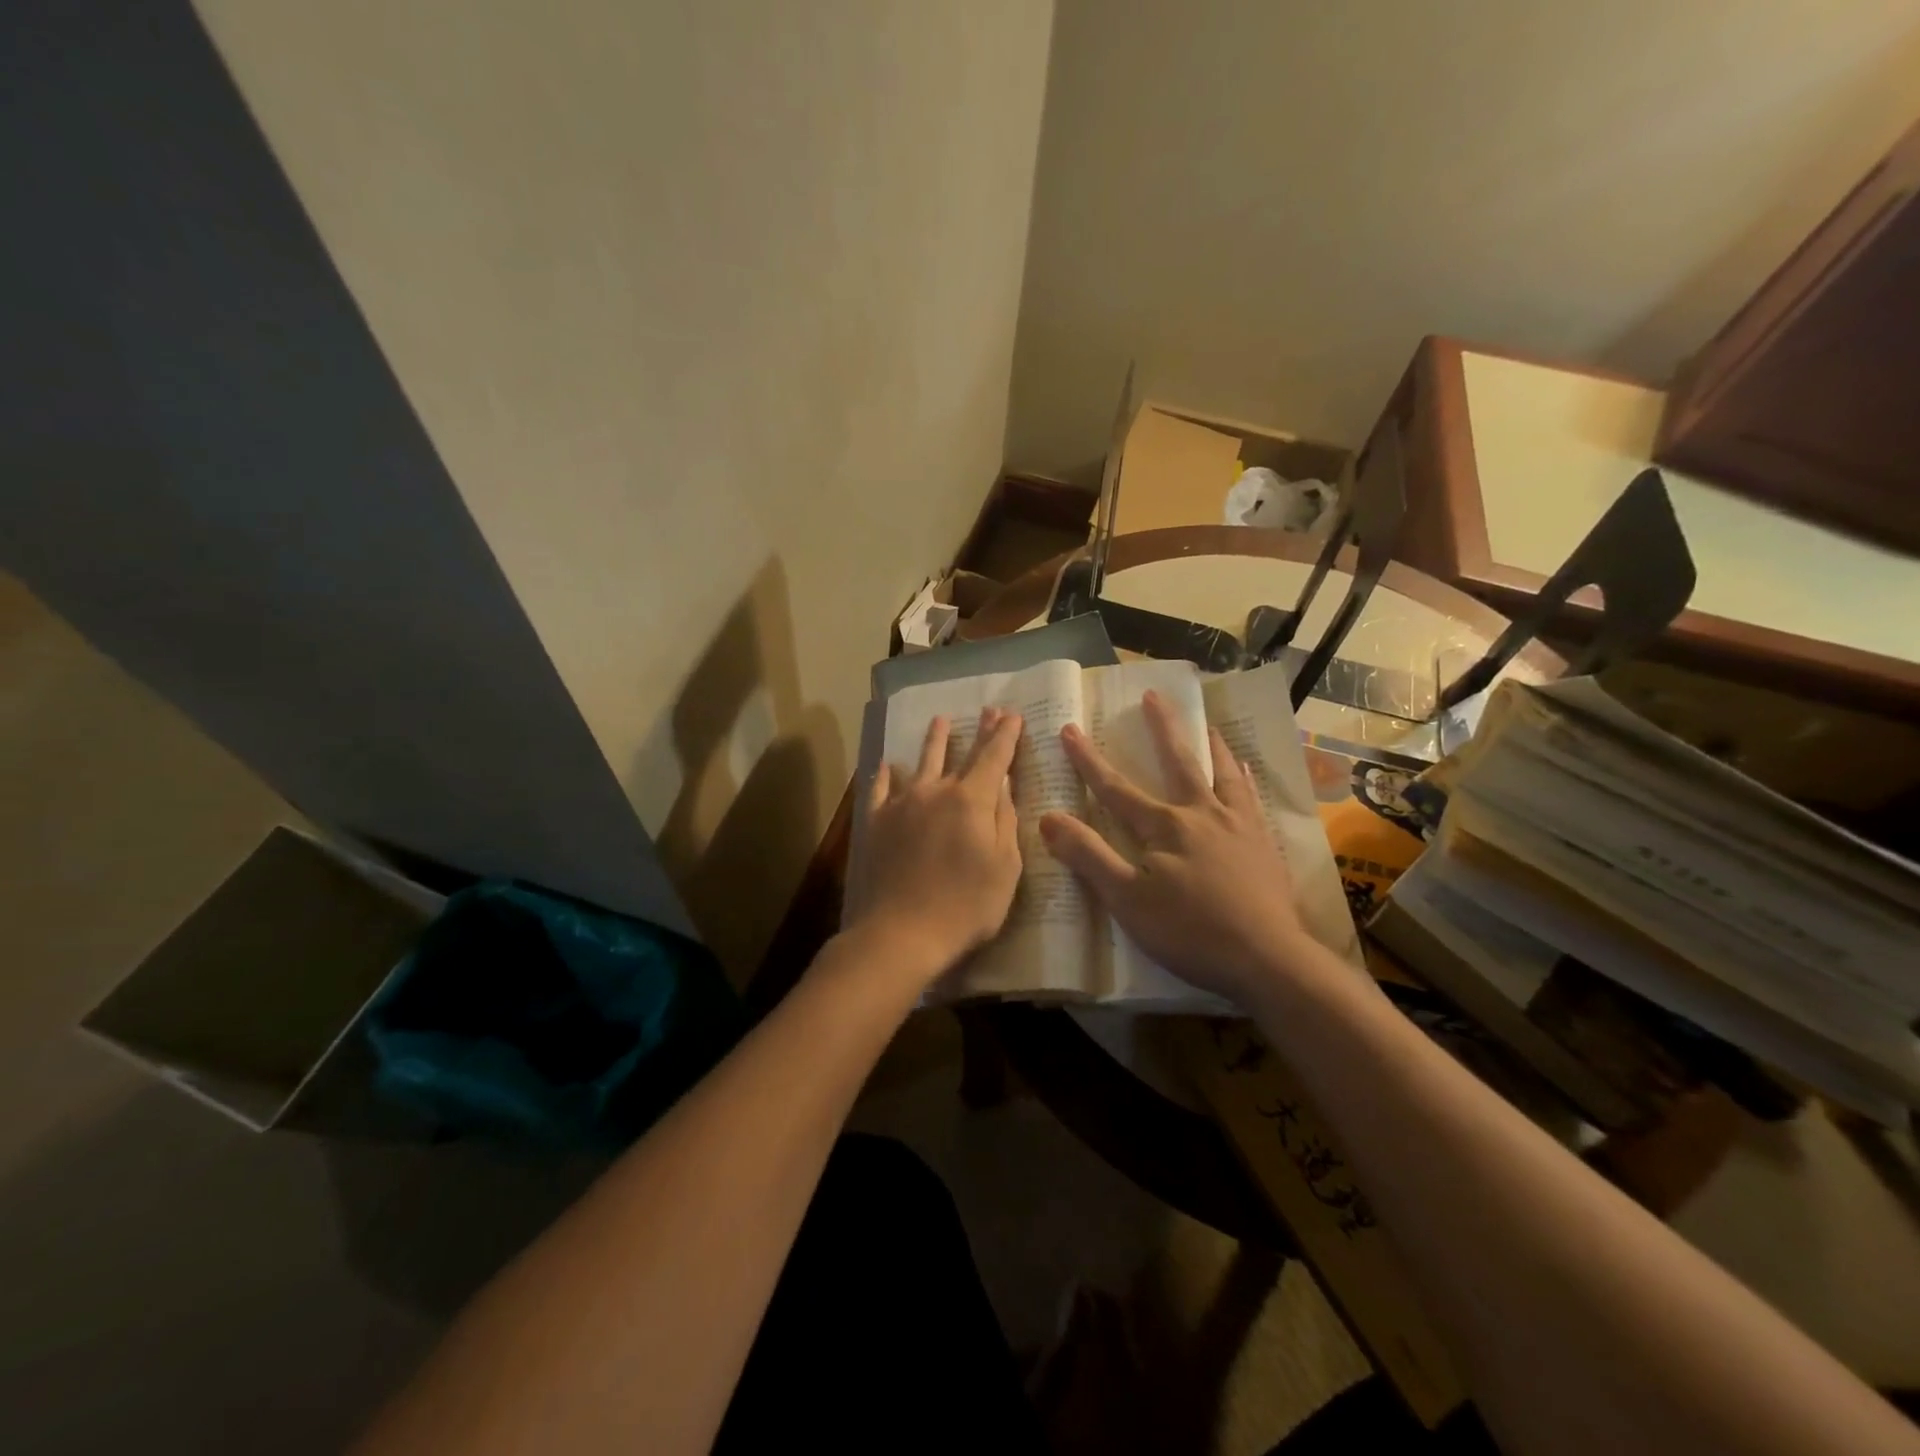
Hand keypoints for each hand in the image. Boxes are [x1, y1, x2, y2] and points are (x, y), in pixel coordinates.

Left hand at [847, 708, 1023, 983]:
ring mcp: (902, 804)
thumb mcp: (1004, 867)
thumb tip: (1003, 785)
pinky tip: (887, 766)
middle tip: (987, 710)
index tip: (1013, 715)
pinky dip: (886, 774)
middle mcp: (937, 791)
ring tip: (939, 721)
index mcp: (972, 800)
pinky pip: (881, 788)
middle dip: (978, 731)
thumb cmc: (966, 905)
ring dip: (933, 741)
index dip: (1005, 735)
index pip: (994, 757)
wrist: (901, 932)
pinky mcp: (876, 822)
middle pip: (961, 753)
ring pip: (921, 763)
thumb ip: (1005, 821)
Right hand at [1039, 691, 1310, 1003]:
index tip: (1070, 729)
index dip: (1088, 760)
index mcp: (1164, 826)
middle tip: (1153, 695)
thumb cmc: (1190, 931)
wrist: (1267, 958)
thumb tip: (1048, 817)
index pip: (1116, 788)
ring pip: (1221, 772)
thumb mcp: (1127, 900)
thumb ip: (1089, 856)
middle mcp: (1202, 813)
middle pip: (1177, 761)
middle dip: (1161, 728)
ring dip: (1209, 743)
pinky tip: (1244, 769)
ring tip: (1206, 722)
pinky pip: (1252, 797)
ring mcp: (1238, 825)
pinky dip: (1243, 777)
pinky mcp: (1263, 843)